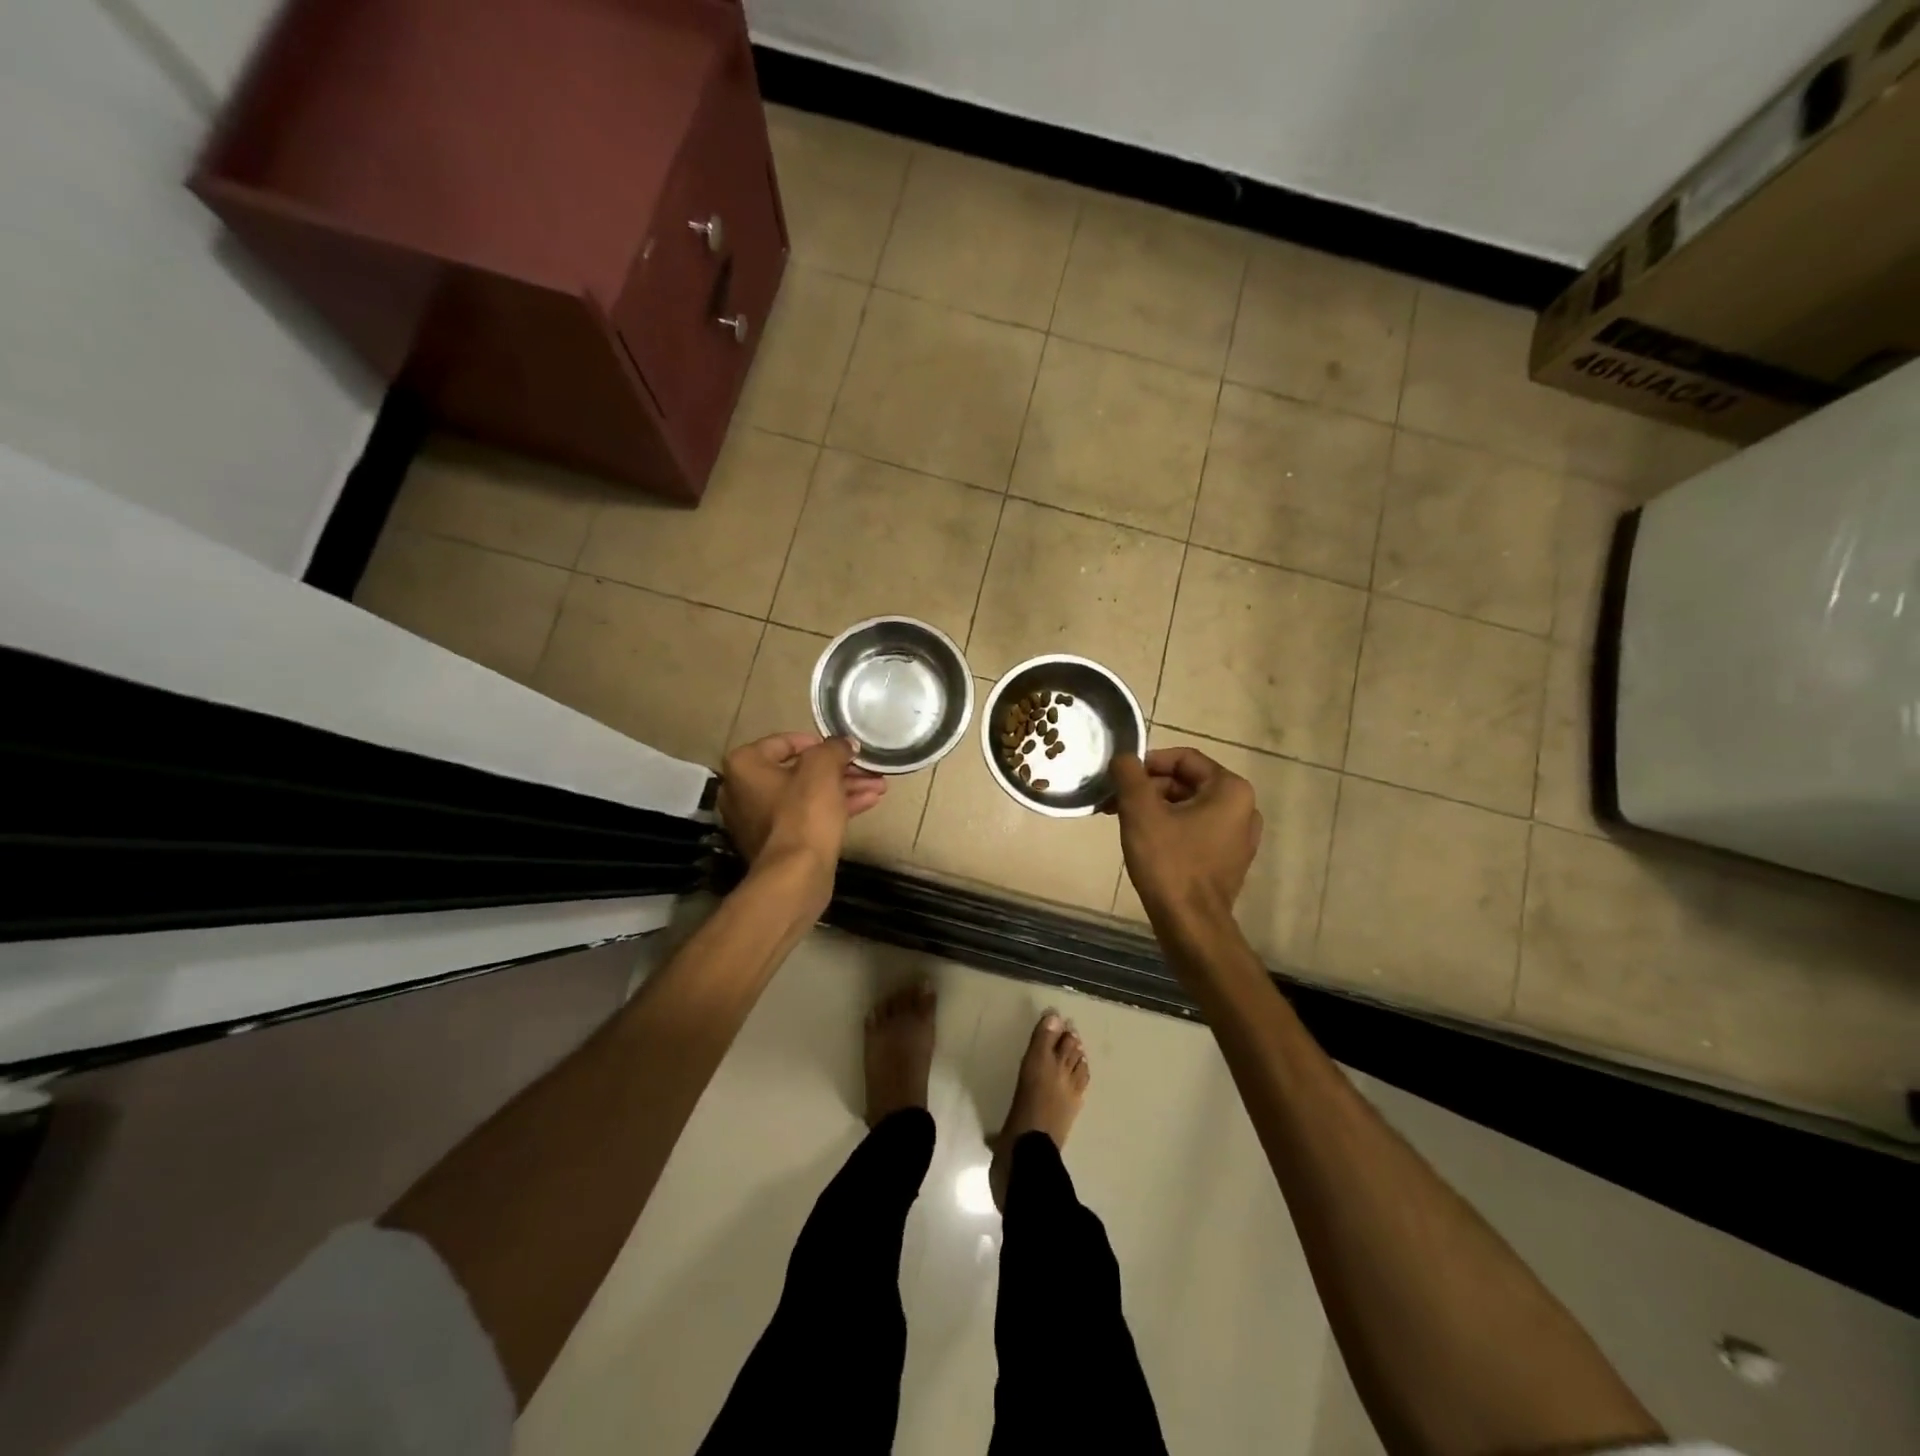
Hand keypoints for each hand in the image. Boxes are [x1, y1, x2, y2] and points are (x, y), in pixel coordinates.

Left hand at [718, 733, 884, 903]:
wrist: (796, 875)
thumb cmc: (804, 813)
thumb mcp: (823, 768)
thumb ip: (834, 748)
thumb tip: (844, 744)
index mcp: (744, 766)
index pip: (784, 742)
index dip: (819, 743)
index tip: (844, 749)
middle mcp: (742, 791)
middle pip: (799, 771)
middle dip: (839, 770)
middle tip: (868, 769)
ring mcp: (758, 820)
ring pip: (807, 795)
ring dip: (843, 788)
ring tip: (879, 786)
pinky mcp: (777, 843)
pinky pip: (806, 816)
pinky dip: (834, 808)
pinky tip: (868, 802)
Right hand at [1108, 748, 1261, 927]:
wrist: (1190, 925)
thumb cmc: (1168, 862)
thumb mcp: (1140, 811)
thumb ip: (1129, 775)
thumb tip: (1123, 757)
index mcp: (1230, 789)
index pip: (1184, 758)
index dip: (1147, 763)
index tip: (1121, 779)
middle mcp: (1244, 808)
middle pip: (1186, 782)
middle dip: (1148, 789)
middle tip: (1116, 803)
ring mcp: (1239, 837)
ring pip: (1189, 807)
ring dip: (1155, 809)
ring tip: (1124, 822)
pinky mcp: (1229, 860)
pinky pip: (1197, 830)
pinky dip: (1170, 828)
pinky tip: (1146, 843)